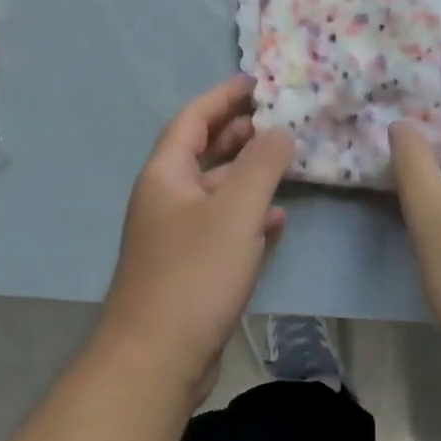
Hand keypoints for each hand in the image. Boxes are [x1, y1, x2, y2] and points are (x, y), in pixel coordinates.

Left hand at [98, 76, 292, 392]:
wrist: (158, 358)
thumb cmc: (194, 274)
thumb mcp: (236, 211)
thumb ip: (262, 165)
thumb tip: (280, 131)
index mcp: (165, 176)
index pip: (193, 119)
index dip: (222, 96)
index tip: (255, 82)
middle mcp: (166, 200)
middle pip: (202, 152)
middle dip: (236, 132)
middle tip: (274, 118)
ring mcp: (176, 236)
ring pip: (215, 191)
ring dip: (246, 173)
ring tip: (283, 161)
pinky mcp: (191, 269)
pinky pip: (223, 227)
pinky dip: (248, 216)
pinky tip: (276, 219)